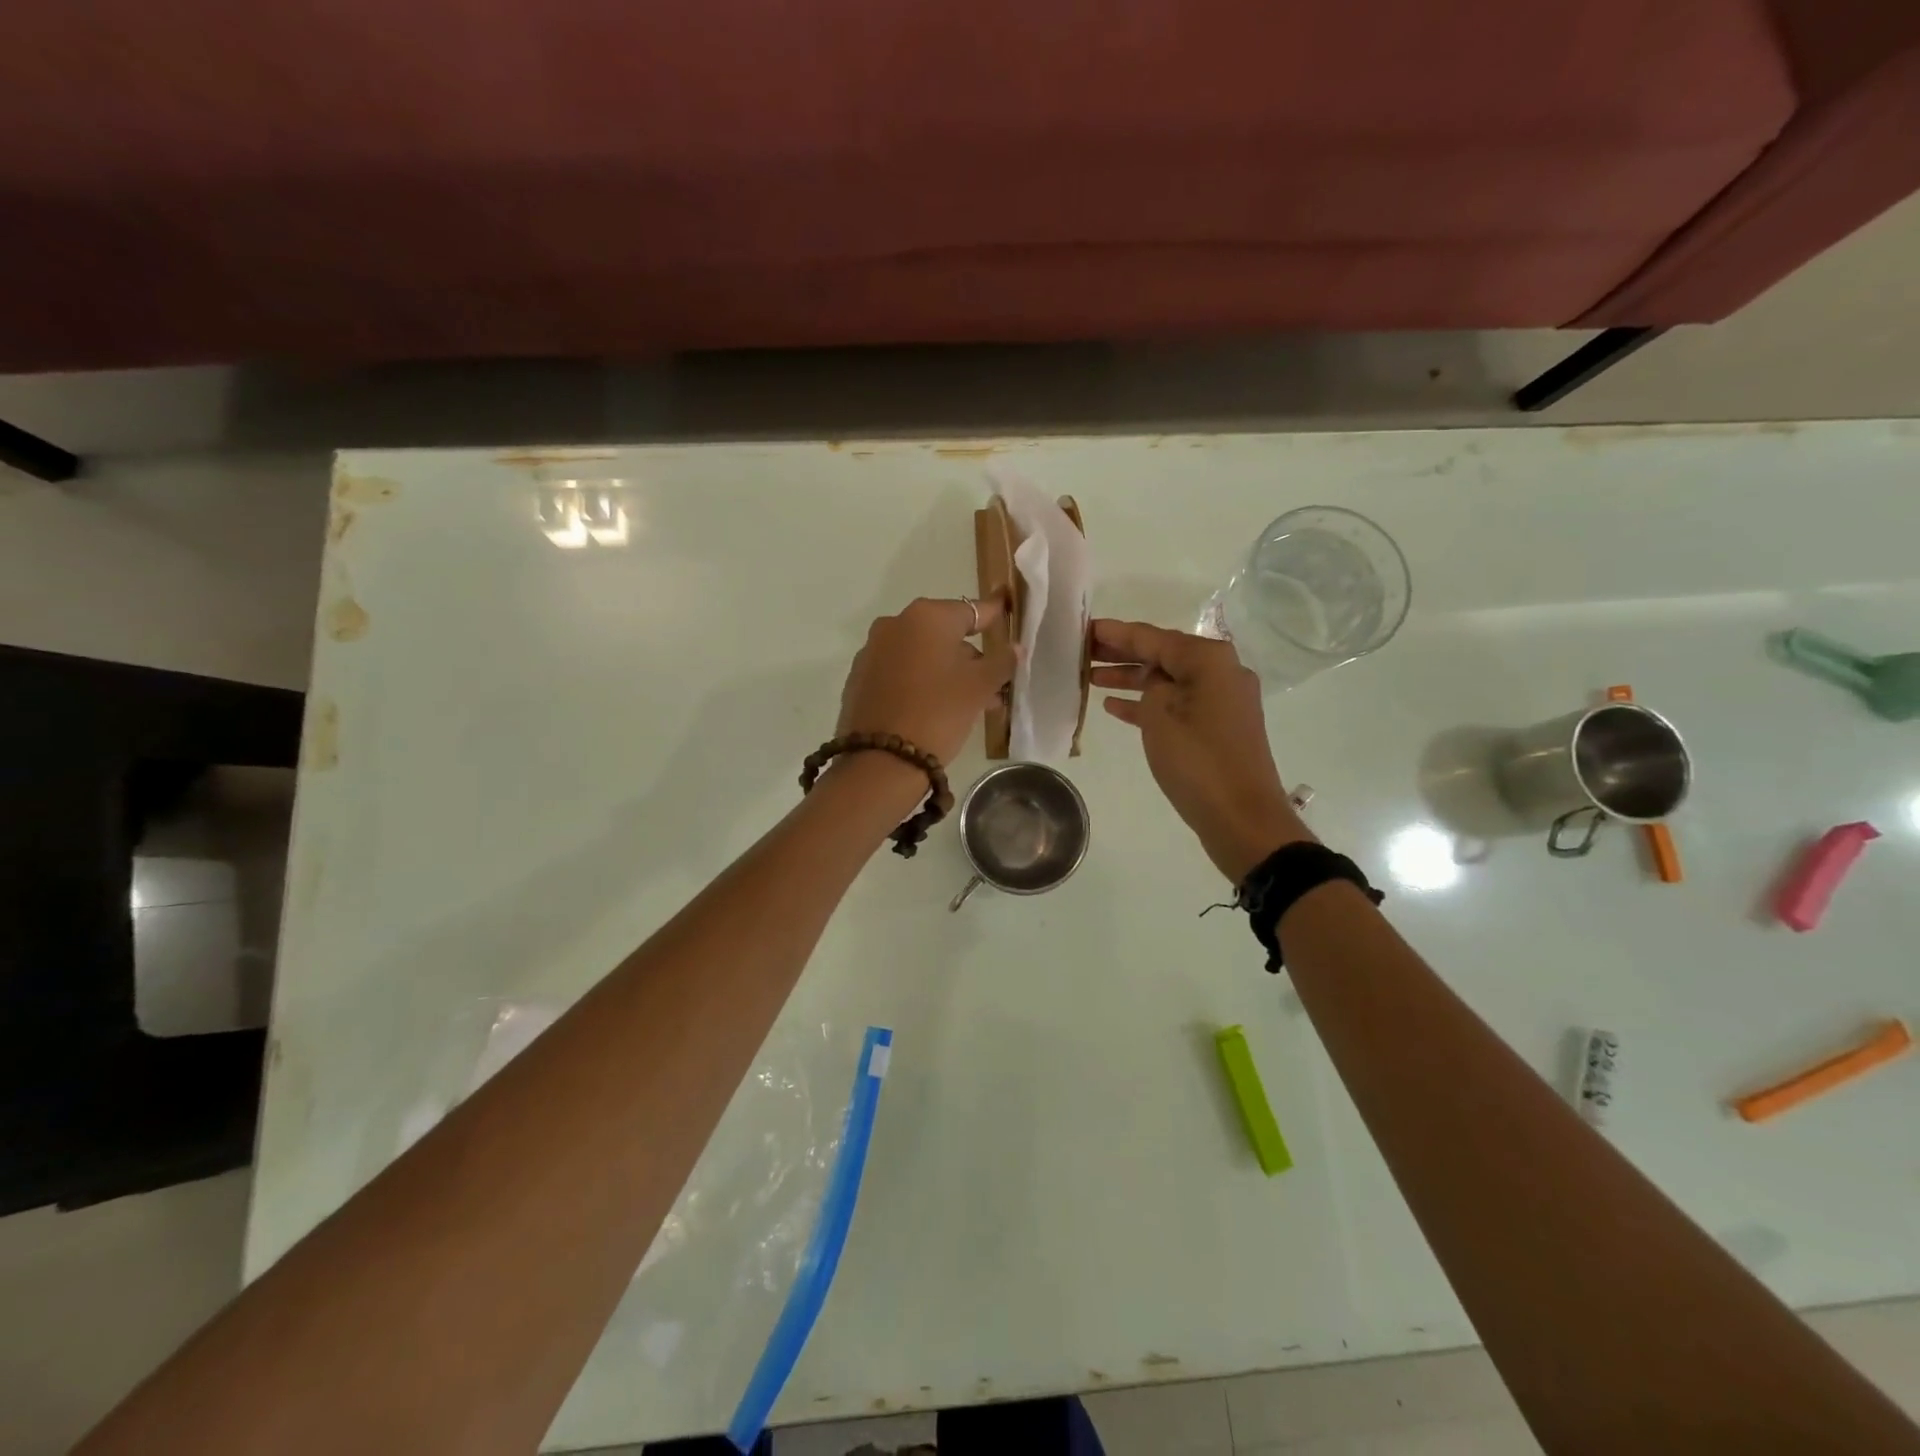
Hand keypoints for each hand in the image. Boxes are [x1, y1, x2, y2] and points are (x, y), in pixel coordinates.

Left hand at [836, 596, 1015, 765]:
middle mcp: (895, 624)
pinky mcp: (860, 678)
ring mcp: (873, 650)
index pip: (972, 611)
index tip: (1008, 615)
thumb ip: (1001, 662)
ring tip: (971, 705)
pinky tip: (936, 709)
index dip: (994, 617)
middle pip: (945, 634)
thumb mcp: (979, 688)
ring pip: (923, 655)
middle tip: (993, 685)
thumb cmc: (938, 713)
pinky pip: (901, 672)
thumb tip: (1015, 648)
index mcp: (927, 617)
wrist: (881, 760)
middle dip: (971, 658)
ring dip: (948, 673)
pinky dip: (921, 683)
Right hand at [1092, 618, 1311, 881]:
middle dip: (1121, 652)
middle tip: (1082, 650)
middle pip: (1162, 654)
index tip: (1084, 627)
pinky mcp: (1218, 726)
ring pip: (1167, 680)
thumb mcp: (1160, 715)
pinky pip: (1176, 704)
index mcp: (1209, 660)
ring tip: (1089, 677)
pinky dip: (1147, 703)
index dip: (1115, 633)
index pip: (1152, 637)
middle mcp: (1220, 671)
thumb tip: (1153, 682)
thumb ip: (1149, 686)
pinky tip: (1114, 706)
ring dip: (1130, 678)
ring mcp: (1221, 700)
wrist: (1242, 818)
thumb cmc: (1198, 761)